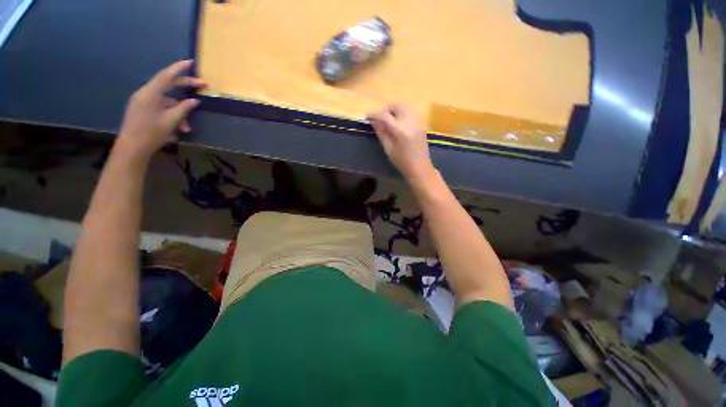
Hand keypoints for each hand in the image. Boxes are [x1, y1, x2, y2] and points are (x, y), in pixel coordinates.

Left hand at [115, 60, 206, 160]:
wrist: (132, 148)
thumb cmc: (151, 133)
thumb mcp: (171, 121)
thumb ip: (183, 108)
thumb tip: (194, 100)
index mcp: (150, 93)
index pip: (167, 76)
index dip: (179, 68)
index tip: (191, 62)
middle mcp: (146, 94)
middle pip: (168, 85)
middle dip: (186, 87)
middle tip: (203, 86)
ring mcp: (143, 102)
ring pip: (167, 102)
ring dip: (180, 113)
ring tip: (187, 129)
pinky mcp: (143, 109)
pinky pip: (161, 108)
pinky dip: (171, 117)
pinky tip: (178, 130)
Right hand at [367, 104, 434, 180]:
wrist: (420, 168)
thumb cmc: (402, 162)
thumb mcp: (388, 149)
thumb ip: (381, 133)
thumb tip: (373, 122)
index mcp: (401, 130)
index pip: (385, 116)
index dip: (375, 114)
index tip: (367, 116)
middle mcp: (410, 122)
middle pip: (396, 106)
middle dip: (385, 109)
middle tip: (379, 118)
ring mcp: (417, 122)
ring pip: (404, 107)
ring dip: (394, 110)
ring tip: (387, 120)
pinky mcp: (421, 124)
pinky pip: (410, 112)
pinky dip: (401, 113)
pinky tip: (397, 123)